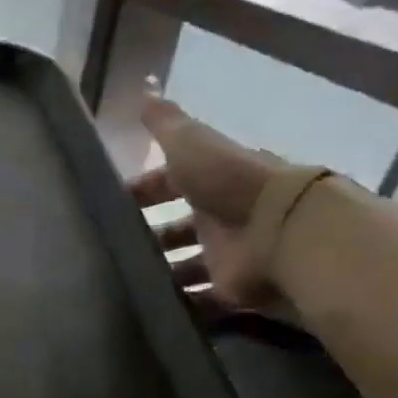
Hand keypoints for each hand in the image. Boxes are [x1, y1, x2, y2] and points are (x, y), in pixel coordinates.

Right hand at [129, 97, 282, 307]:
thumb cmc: (232, 183)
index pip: (172, 183)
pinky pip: (203, 301)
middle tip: (112, 250)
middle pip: (178, 228)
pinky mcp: (234, 291)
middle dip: (150, 237)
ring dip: (162, 274)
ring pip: (187, 266)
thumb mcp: (192, 145)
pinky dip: (182, 307)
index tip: (112, 203)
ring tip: (124, 283)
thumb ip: (167, 124)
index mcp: (213, 181)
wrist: (285, 232)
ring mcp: (229, 256)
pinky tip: (149, 310)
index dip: (144, 191)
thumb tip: (145, 88)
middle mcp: (222, 217)